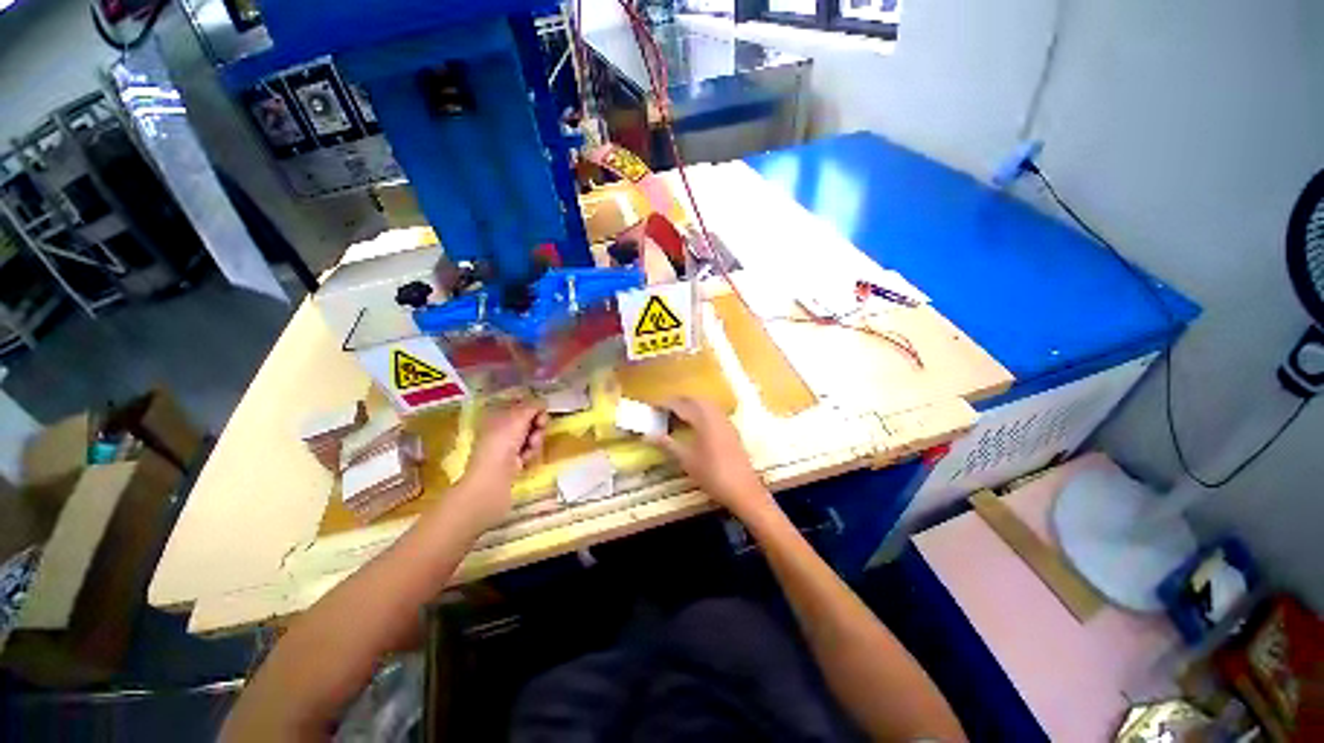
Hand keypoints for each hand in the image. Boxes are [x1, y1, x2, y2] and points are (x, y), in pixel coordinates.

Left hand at [452, 400, 547, 530]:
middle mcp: (501, 427)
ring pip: (533, 435)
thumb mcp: (519, 417)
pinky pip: (530, 450)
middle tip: (538, 429)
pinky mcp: (513, 460)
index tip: (541, 412)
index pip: (522, 404)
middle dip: (538, 425)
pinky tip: (525, 460)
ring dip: (536, 441)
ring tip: (529, 449)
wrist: (492, 479)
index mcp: (497, 413)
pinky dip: (531, 454)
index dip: (534, 407)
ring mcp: (507, 445)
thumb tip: (544, 402)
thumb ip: (533, 405)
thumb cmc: (502, 443)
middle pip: (530, 420)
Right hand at [654, 397, 775, 519]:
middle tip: (663, 409)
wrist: (743, 490)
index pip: (680, 405)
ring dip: (690, 405)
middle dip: (678, 401)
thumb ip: (667, 445)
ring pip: (705, 404)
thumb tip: (649, 436)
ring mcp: (725, 421)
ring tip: (676, 415)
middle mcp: (715, 415)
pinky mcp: (731, 429)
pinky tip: (695, 424)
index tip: (652, 407)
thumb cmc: (712, 475)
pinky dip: (701, 412)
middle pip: (694, 399)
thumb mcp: (686, 460)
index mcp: (703, 419)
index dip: (665, 404)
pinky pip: (713, 412)